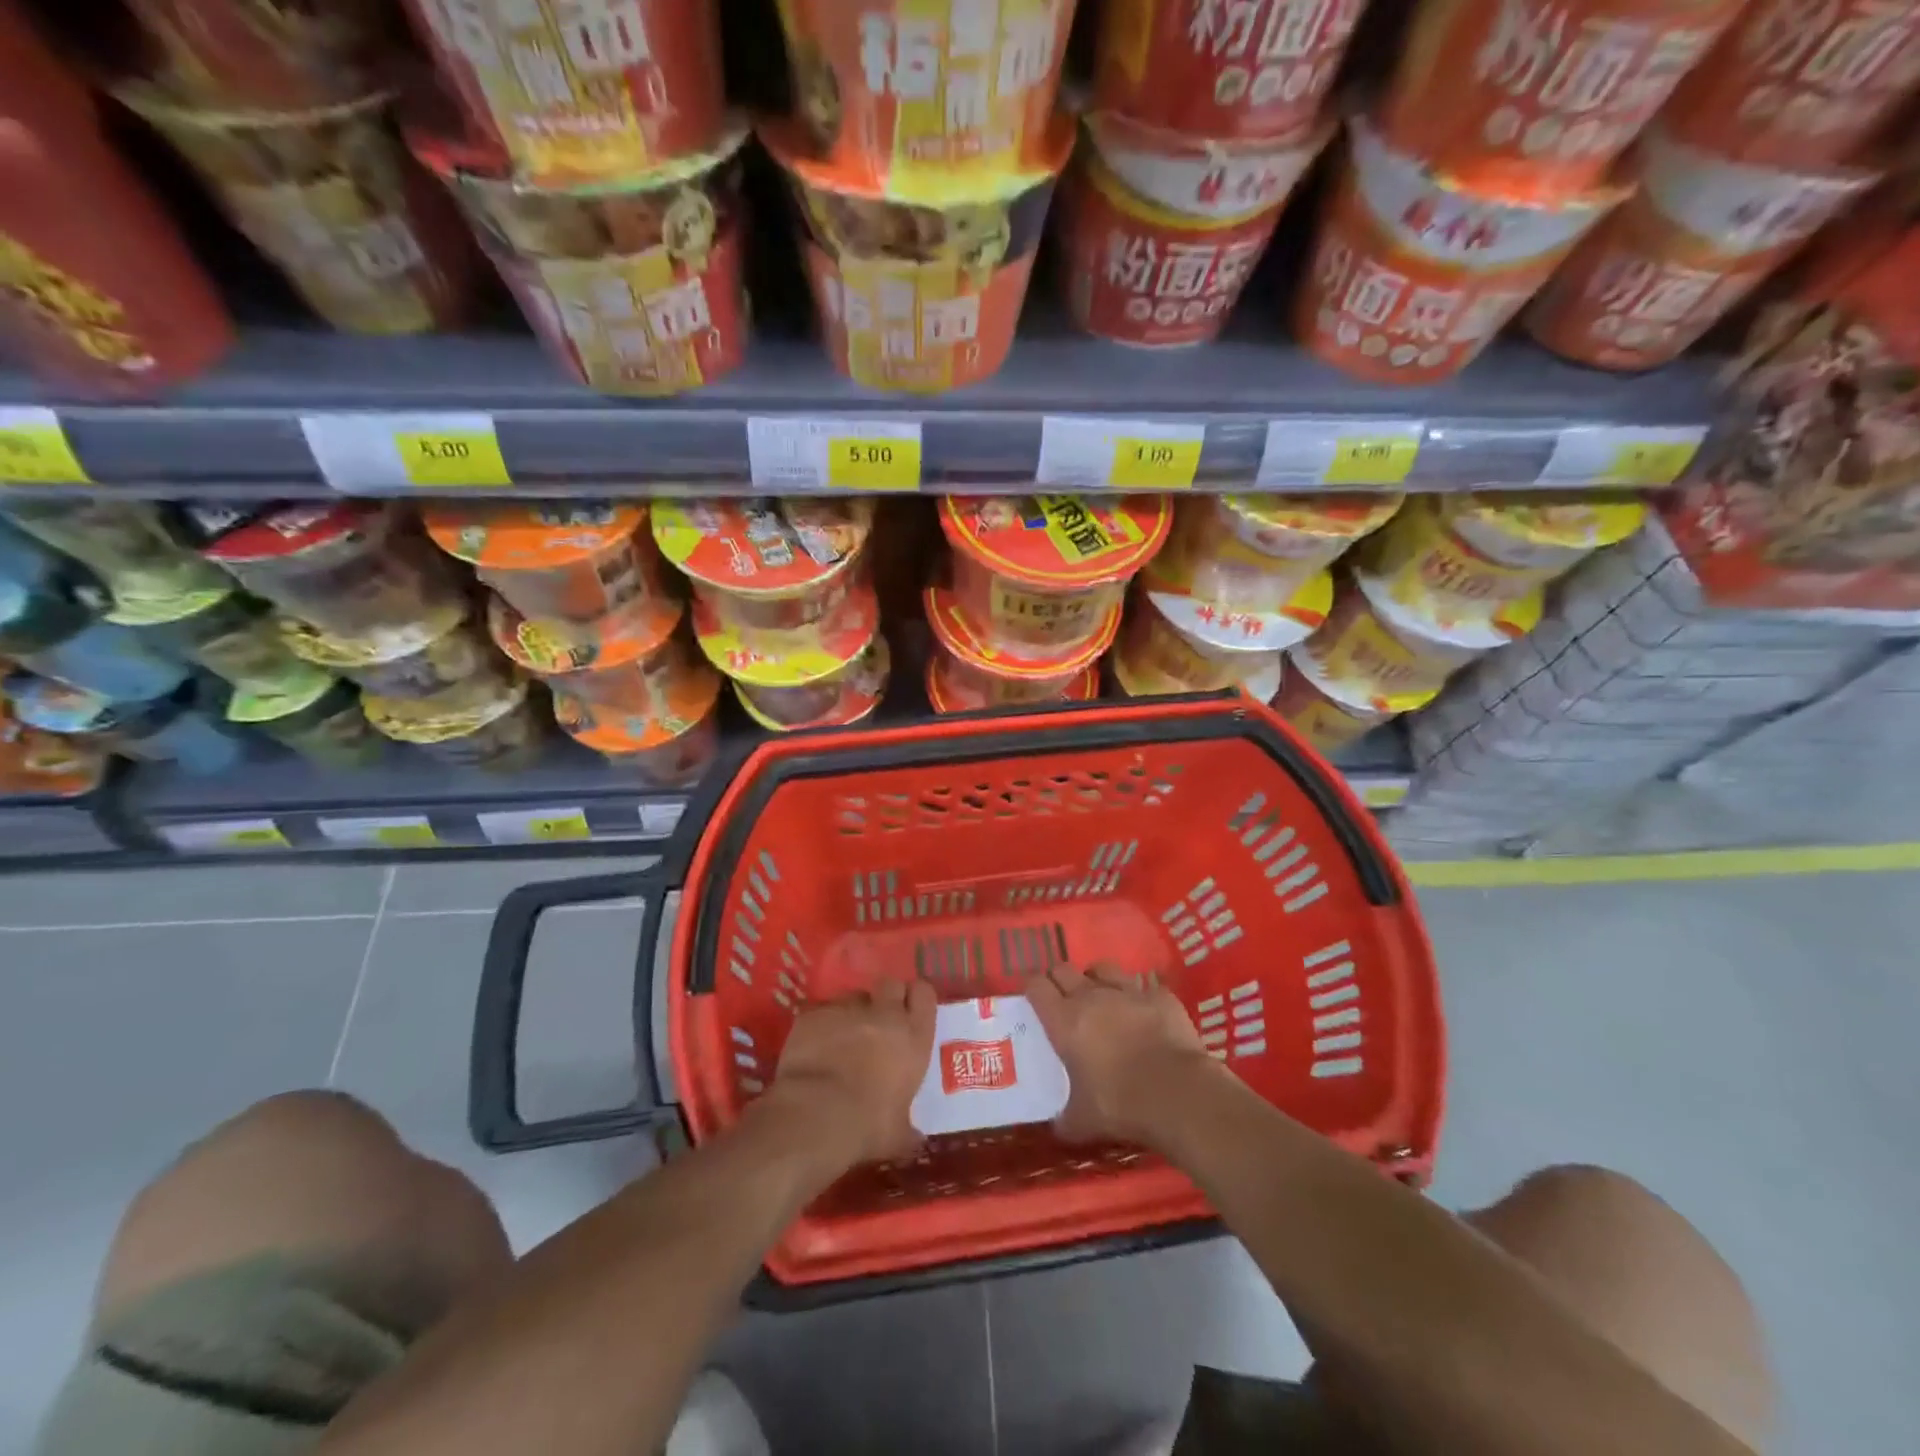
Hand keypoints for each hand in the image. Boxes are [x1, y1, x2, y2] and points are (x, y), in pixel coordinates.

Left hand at [760, 980, 935, 1170]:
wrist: (815, 1116)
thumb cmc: (867, 1126)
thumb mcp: (898, 1135)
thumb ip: (909, 1130)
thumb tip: (917, 1141)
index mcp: (913, 1037)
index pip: (924, 994)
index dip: (917, 999)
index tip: (911, 1011)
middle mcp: (884, 1014)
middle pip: (891, 984)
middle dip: (886, 997)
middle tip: (879, 1020)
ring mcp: (846, 1009)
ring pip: (854, 996)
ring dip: (853, 1011)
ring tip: (843, 1034)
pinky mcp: (813, 1014)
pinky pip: (822, 1010)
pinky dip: (822, 1023)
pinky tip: (815, 1045)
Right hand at [1027, 965, 1221, 1147]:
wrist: (1177, 1093)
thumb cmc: (1120, 1104)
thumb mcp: (1082, 1121)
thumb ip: (1065, 1118)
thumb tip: (1058, 1126)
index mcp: (1064, 1020)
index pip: (1036, 986)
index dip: (1032, 988)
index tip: (1033, 998)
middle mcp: (1091, 996)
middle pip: (1064, 969)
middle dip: (1059, 979)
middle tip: (1062, 999)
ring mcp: (1127, 991)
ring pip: (1102, 968)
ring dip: (1096, 979)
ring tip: (1101, 997)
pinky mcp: (1160, 995)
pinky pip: (1142, 986)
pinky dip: (1138, 995)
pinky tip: (1143, 1012)